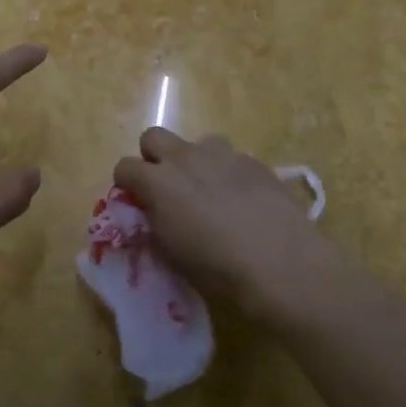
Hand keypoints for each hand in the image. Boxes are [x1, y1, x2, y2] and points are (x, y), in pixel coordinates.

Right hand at [113, 128, 333, 326]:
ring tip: (209, 192)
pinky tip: (243, 200)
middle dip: (154, 158)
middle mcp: (186, 158)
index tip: (136, 202)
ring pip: (197, 142)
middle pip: (153, 137)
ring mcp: (223, 155)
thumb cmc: (217, 269)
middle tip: (167, 188)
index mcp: (158, 182)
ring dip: (195, 161)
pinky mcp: (254, 161)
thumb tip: (154, 213)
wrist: (281, 264)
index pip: (124, 167)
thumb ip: (156, 224)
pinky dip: (228, 173)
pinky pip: (231, 158)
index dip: (127, 184)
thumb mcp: (171, 254)